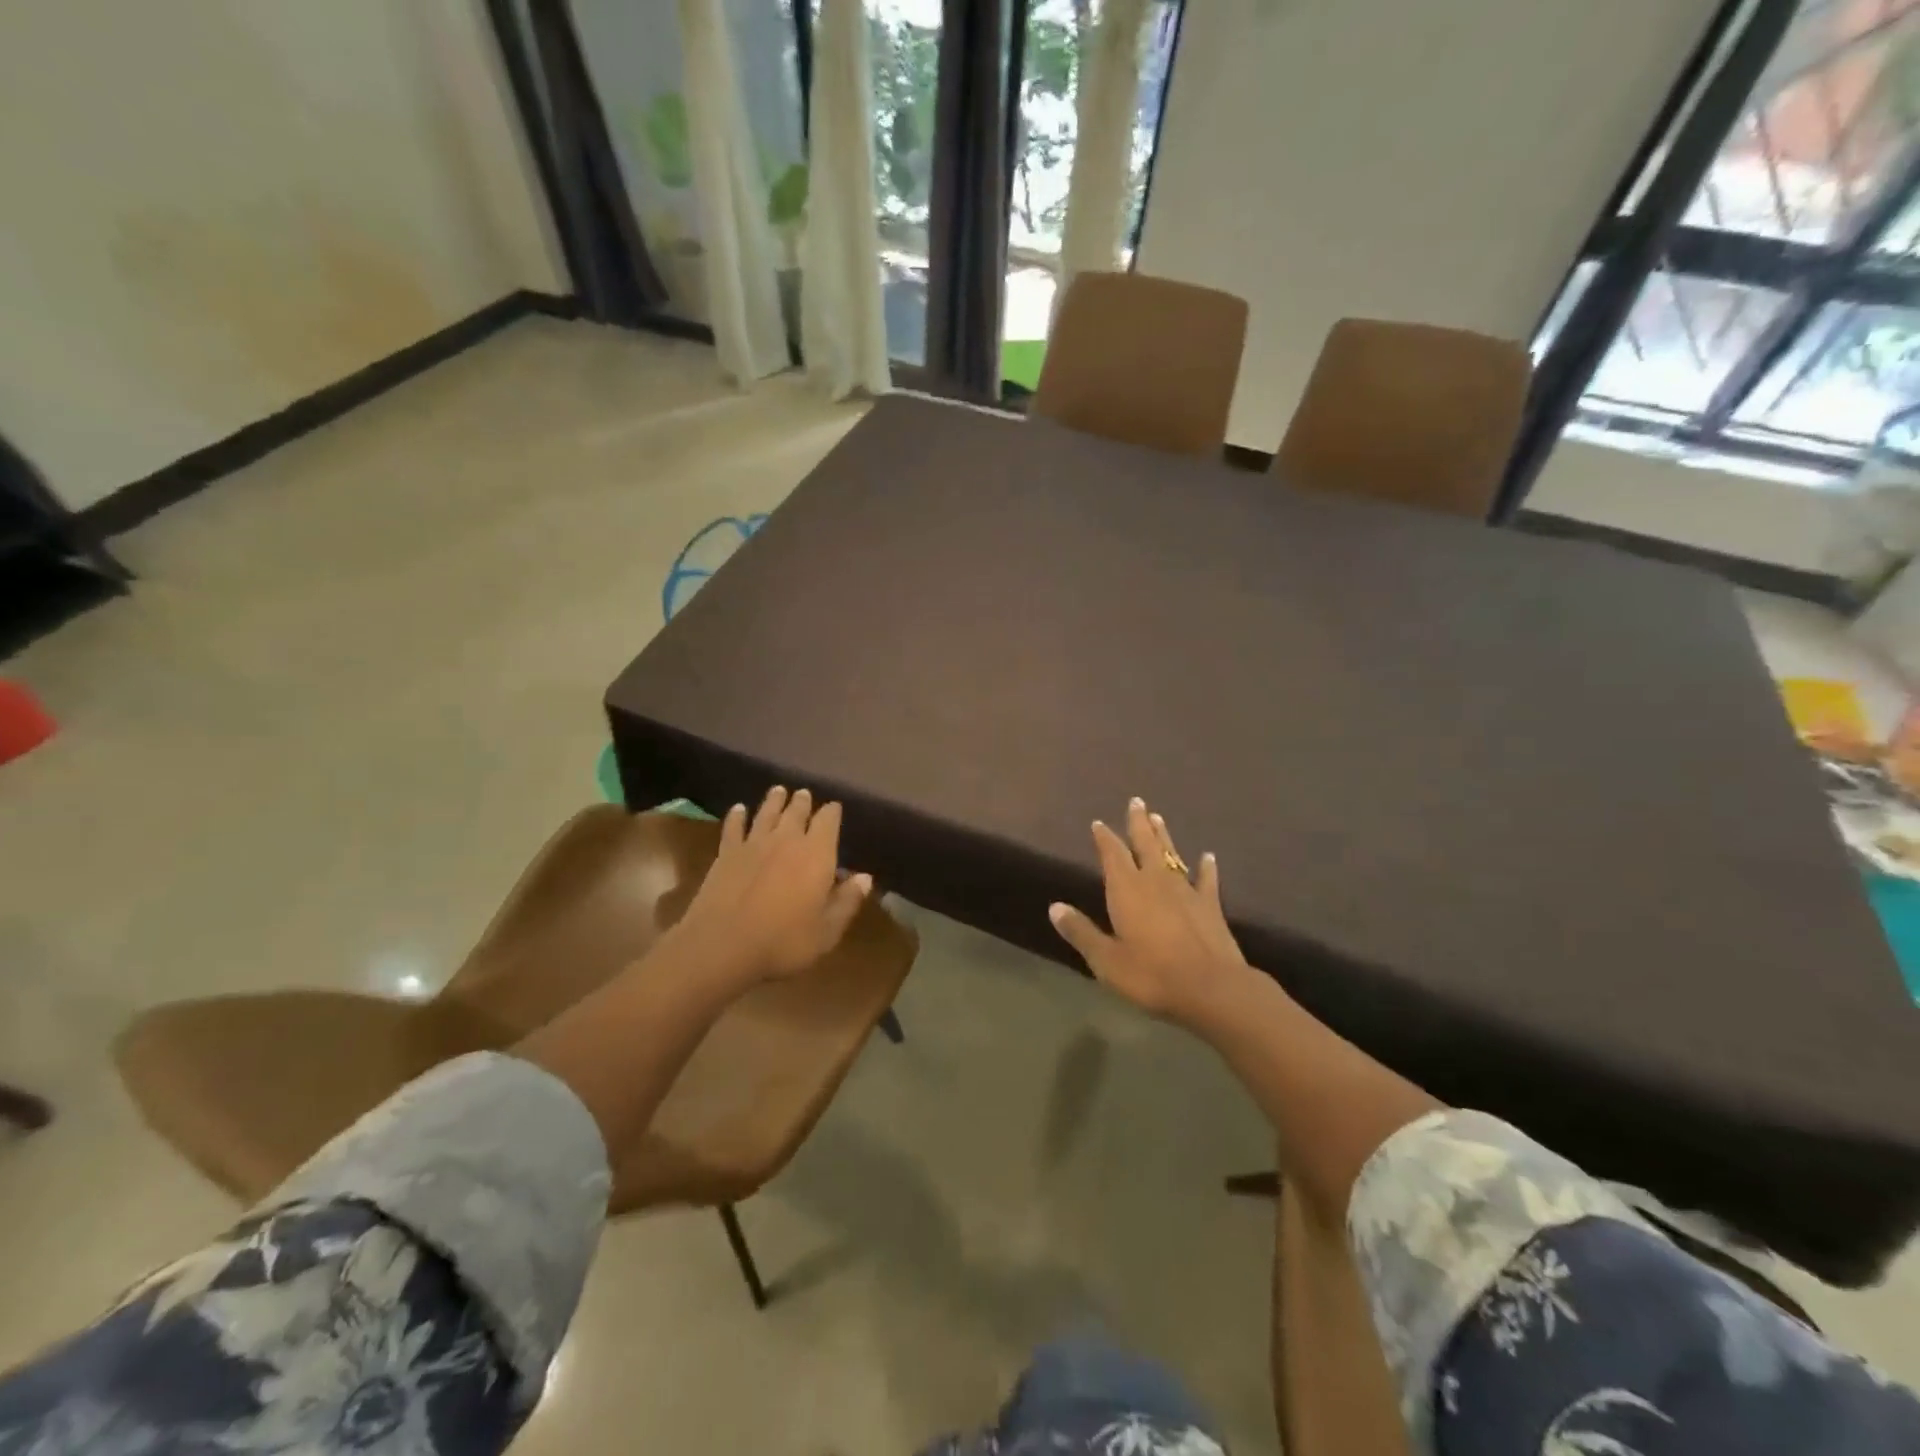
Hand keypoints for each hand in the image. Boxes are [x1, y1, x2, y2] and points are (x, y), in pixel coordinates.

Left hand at [672, 786, 872, 987]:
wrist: (723, 945)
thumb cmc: (783, 941)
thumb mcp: (827, 931)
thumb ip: (847, 901)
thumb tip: (865, 877)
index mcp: (817, 854)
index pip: (828, 821)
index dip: (832, 812)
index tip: (835, 808)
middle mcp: (787, 839)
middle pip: (796, 811)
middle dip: (803, 802)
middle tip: (805, 794)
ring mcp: (754, 843)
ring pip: (766, 812)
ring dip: (774, 800)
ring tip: (779, 790)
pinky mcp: (726, 853)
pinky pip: (734, 826)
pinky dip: (737, 816)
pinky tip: (739, 809)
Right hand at [1049, 798, 1252, 1027]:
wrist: (1211, 988)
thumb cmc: (1151, 974)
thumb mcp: (1106, 960)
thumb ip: (1081, 932)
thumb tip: (1054, 907)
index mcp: (1127, 889)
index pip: (1112, 855)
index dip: (1104, 838)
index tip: (1098, 823)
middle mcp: (1155, 881)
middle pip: (1144, 844)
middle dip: (1137, 823)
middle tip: (1136, 801)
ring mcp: (1186, 891)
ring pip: (1172, 855)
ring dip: (1164, 836)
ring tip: (1158, 817)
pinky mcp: (1210, 906)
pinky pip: (1206, 880)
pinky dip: (1206, 868)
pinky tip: (1208, 857)